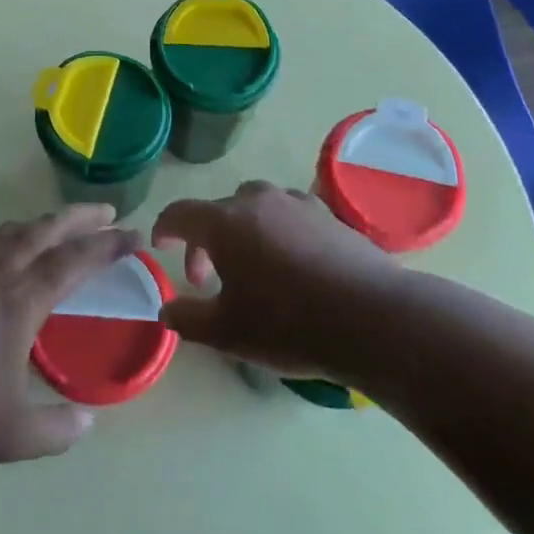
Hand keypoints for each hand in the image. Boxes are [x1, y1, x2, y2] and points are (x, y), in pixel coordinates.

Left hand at [0, 205, 138, 467]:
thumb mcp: (11, 435)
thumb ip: (56, 430)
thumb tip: (88, 424)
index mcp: (20, 301)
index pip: (75, 261)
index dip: (109, 246)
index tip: (136, 236)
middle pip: (46, 230)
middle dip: (82, 218)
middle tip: (108, 212)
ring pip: (10, 230)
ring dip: (42, 224)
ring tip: (59, 227)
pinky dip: (0, 237)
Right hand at [152, 182, 400, 379]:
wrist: (371, 318)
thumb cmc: (287, 324)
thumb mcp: (227, 332)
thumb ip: (187, 318)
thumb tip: (166, 309)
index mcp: (224, 222)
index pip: (180, 213)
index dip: (165, 229)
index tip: (162, 247)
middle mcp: (257, 201)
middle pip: (218, 210)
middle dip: (206, 240)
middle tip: (208, 279)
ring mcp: (296, 203)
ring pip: (256, 208)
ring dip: (244, 232)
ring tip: (253, 268)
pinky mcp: (329, 215)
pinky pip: (289, 215)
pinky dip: (278, 232)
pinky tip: (292, 265)